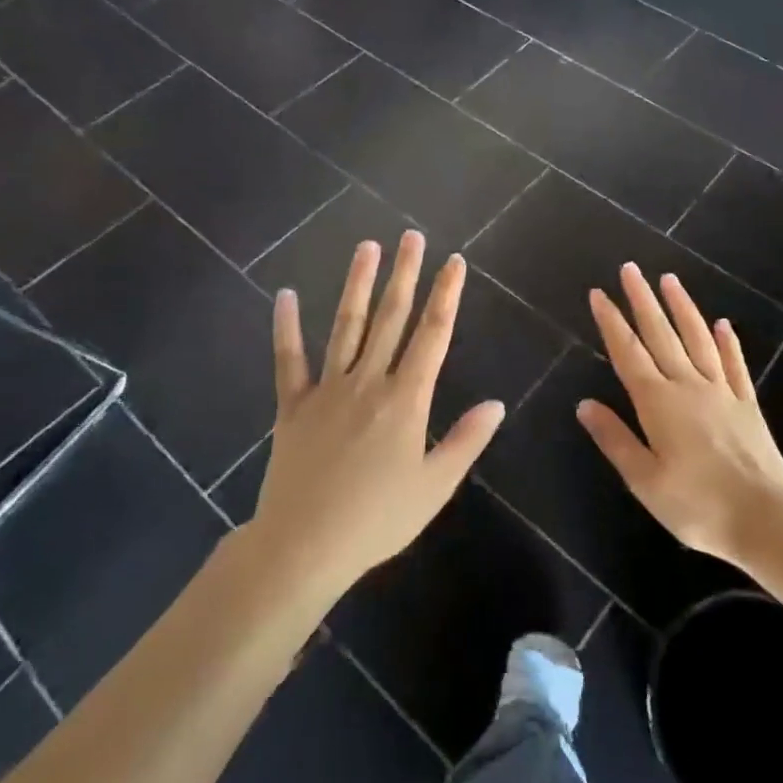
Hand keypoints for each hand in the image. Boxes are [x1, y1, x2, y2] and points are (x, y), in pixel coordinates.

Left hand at [251, 232, 504, 598]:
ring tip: (367, 246)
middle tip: (412, 236)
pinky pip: (289, 359)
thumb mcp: (434, 486)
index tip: (454, 261)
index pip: (433, 334)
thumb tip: (497, 403)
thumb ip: (466, 440)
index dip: (446, 295)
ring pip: (346, 325)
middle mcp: (368, 381)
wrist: (303, 547)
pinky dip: (286, 326)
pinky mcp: (293, 405)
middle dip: (405, 274)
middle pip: (391, 318)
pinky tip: (285, 294)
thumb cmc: (377, 519)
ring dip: (358, 284)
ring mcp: (327, 389)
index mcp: (406, 399)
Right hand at [578, 263, 782, 564]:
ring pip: (698, 339)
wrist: (766, 519)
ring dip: (682, 307)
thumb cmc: (697, 505)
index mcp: (658, 402)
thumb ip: (615, 439)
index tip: (599, 293)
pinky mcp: (747, 405)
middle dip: (642, 300)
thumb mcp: (644, 480)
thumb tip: (584, 404)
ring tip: (669, 279)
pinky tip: (723, 324)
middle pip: (661, 334)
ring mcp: (721, 392)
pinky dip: (727, 342)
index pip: (628, 352)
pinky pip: (734, 364)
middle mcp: (688, 386)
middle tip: (630, 269)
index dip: (611, 322)